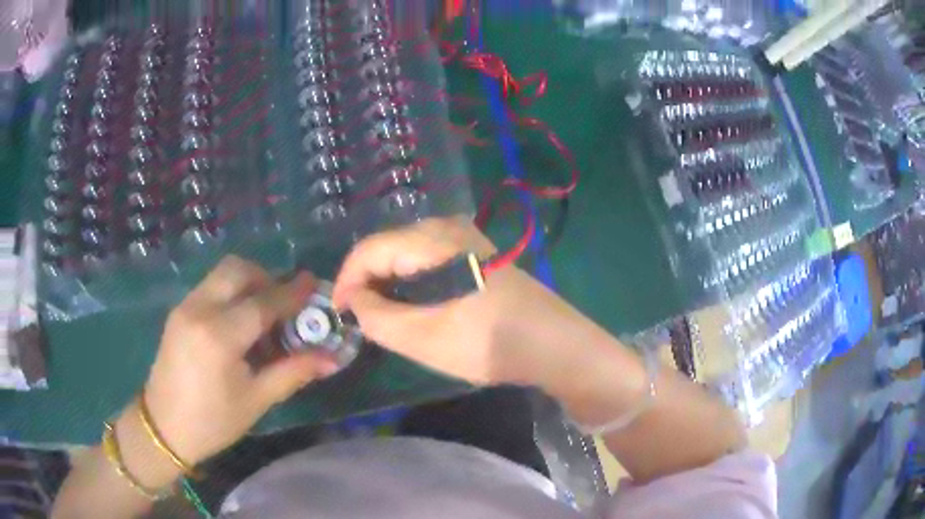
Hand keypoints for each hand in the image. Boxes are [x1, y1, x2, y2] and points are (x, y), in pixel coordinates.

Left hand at [143, 257, 340, 465]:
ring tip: (262, 313)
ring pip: (222, 274)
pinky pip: (210, 286)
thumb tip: (332, 359)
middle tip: (284, 302)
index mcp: (219, 336)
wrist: (163, 426)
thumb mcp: (256, 400)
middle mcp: (199, 309)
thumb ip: (293, 372)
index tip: (313, 283)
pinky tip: (238, 322)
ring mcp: (185, 306)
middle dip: (267, 277)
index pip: (263, 302)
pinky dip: (231, 292)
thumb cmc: (213, 421)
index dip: (292, 292)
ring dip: (248, 282)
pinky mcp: (179, 311)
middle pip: (238, 270)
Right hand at [332, 217, 573, 385]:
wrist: (552, 344)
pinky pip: (429, 260)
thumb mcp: (421, 337)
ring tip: (383, 317)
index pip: (369, 249)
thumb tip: (355, 300)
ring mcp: (466, 237)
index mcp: (432, 238)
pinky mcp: (477, 252)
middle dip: (367, 282)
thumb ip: (375, 317)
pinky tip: (414, 307)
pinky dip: (412, 282)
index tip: (339, 313)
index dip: (347, 281)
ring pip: (408, 254)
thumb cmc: (486, 342)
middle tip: (360, 318)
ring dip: (390, 283)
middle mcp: (447, 226)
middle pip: (388, 248)